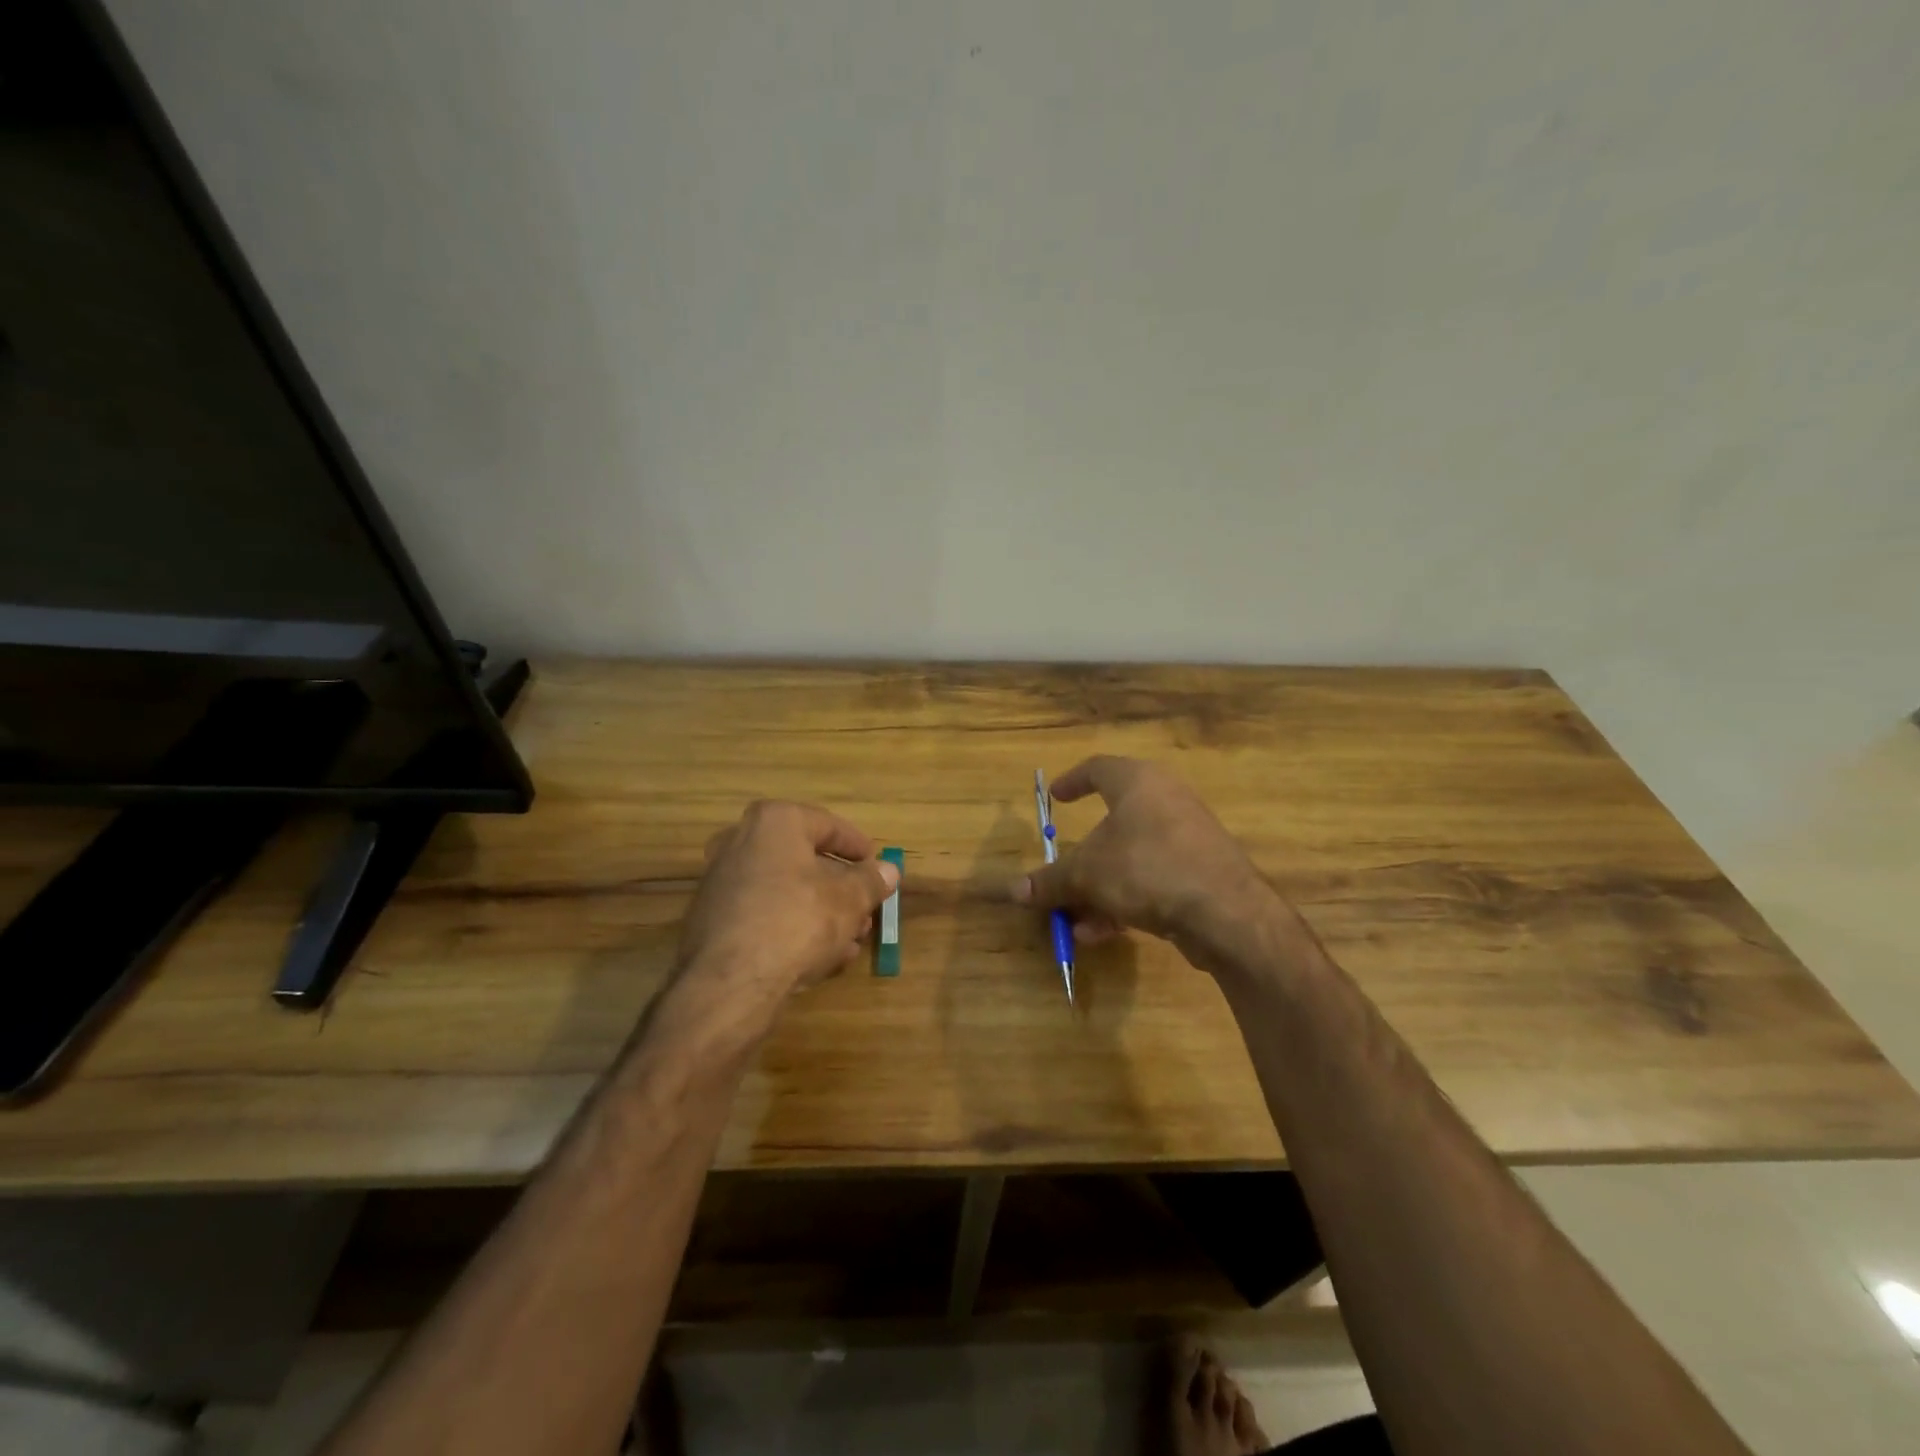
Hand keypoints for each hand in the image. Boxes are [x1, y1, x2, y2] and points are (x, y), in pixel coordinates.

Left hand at [676, 800, 898, 1021]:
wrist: (729, 983)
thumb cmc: (797, 921)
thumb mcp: (849, 900)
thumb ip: (871, 881)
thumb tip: (889, 870)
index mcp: (774, 822)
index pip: (827, 825)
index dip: (858, 847)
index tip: (877, 865)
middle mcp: (741, 843)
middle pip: (804, 860)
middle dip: (841, 887)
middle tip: (866, 907)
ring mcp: (722, 883)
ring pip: (786, 891)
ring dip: (822, 912)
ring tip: (852, 939)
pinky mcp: (713, 921)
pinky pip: (765, 915)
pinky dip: (794, 928)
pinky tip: (822, 958)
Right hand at [1012, 756, 1291, 968]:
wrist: (1226, 911)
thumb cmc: (1146, 868)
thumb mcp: (1086, 874)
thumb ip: (1049, 881)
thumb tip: (1012, 891)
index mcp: (1138, 782)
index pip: (1099, 768)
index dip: (1073, 781)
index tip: (1055, 798)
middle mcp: (1165, 801)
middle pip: (1113, 821)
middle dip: (1082, 855)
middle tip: (1061, 871)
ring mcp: (1188, 837)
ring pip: (1131, 857)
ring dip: (1098, 887)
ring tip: (1073, 919)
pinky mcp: (1201, 871)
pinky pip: (1151, 879)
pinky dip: (1123, 900)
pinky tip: (1100, 933)